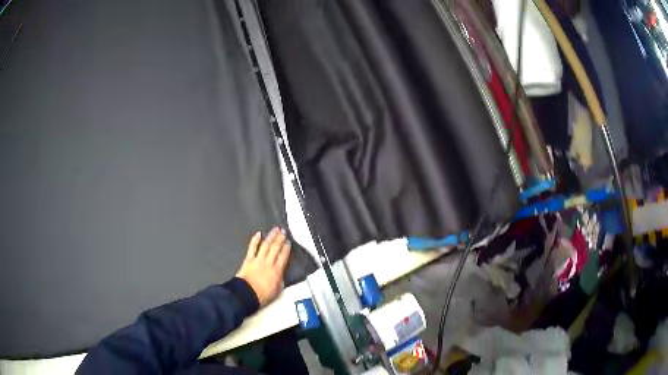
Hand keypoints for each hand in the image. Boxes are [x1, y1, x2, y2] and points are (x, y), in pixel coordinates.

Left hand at [236, 227, 291, 306]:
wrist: (246, 295)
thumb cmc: (261, 295)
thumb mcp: (277, 291)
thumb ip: (280, 281)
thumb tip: (281, 278)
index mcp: (277, 271)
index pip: (284, 256)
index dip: (287, 248)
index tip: (288, 242)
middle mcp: (268, 263)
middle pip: (276, 248)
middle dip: (280, 239)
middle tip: (283, 232)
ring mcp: (258, 260)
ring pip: (266, 245)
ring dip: (271, 236)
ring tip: (275, 230)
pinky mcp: (248, 260)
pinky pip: (252, 247)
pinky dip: (255, 240)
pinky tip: (258, 234)